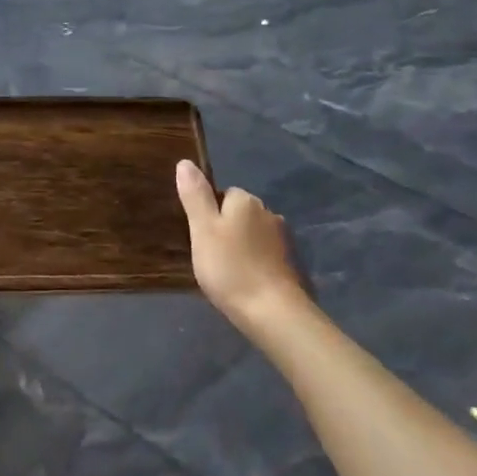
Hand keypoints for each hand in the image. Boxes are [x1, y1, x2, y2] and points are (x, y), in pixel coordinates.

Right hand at [176, 159, 308, 329]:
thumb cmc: (230, 268)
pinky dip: (255, 263)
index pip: (223, 194)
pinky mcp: (290, 263)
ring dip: (241, 246)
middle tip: (210, 256)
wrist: (273, 313)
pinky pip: (264, 254)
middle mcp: (268, 212)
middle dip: (226, 229)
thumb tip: (185, 162)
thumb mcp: (202, 230)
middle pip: (239, 213)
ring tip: (226, 271)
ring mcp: (283, 239)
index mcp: (246, 201)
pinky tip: (245, 281)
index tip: (200, 238)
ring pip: (252, 234)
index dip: (209, 214)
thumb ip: (195, 195)